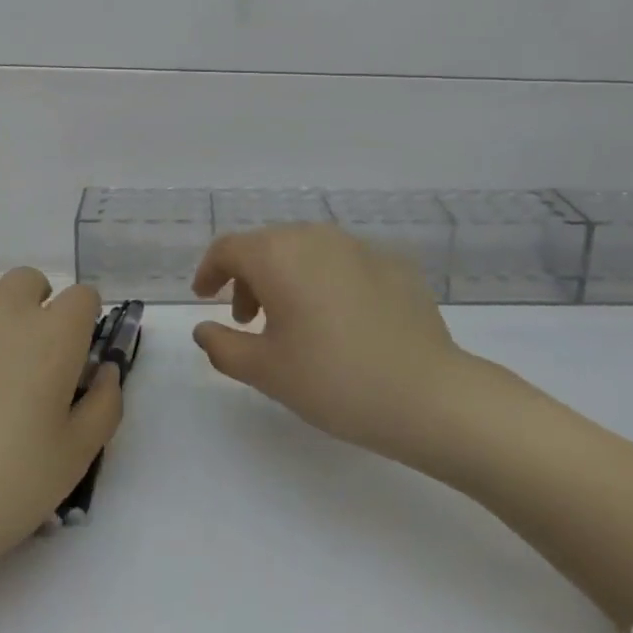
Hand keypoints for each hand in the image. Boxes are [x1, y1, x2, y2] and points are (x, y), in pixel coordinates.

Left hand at [0, 268, 120, 588]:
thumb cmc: (4, 486)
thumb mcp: (75, 458)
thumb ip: (104, 404)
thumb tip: (105, 370)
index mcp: (56, 334)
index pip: (83, 296)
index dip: (80, 321)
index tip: (70, 353)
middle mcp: (7, 309)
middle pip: (29, 280)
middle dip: (33, 305)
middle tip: (21, 355)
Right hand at [191, 224, 464, 464]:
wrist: (428, 395)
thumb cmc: (333, 381)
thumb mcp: (266, 371)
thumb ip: (223, 345)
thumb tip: (204, 328)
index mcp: (279, 254)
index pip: (229, 248)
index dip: (209, 270)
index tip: (205, 297)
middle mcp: (316, 237)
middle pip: (268, 246)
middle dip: (249, 278)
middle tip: (248, 321)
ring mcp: (359, 246)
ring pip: (307, 251)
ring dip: (287, 278)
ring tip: (292, 323)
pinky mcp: (393, 263)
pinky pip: (343, 264)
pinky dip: (326, 283)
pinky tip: (340, 323)